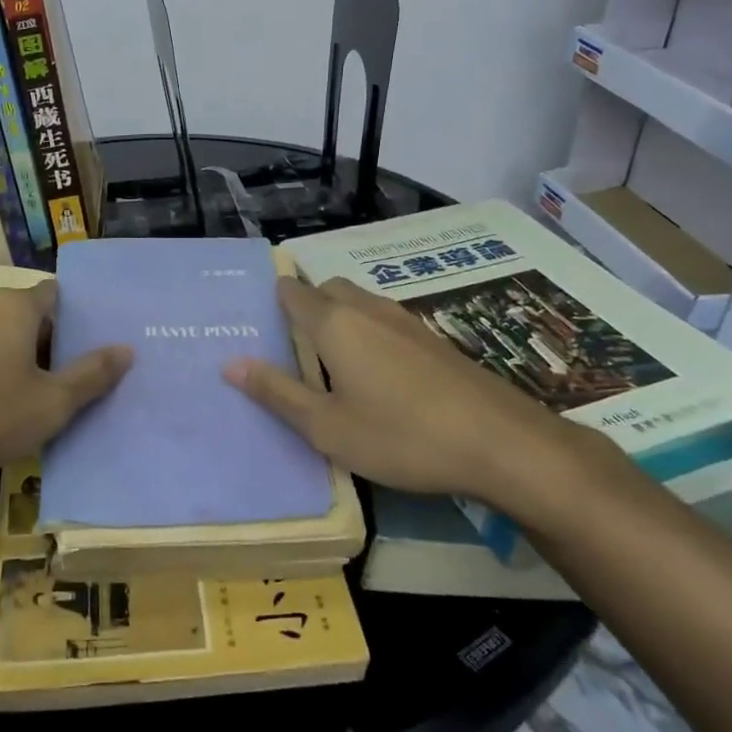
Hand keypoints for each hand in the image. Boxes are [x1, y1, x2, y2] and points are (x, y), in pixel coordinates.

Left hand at [0, 280, 131, 482]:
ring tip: (32, 397)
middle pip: (28, 315)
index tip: (91, 348)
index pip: (57, 294)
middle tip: (69, 380)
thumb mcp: (50, 403)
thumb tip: (126, 349)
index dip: (77, 319)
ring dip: (16, 359)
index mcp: (16, 305)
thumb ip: (92, 375)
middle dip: (49, 343)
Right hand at [223, 277, 578, 510]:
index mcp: (334, 324)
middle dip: (306, 305)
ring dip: (339, 317)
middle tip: (292, 346)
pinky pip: (385, 319)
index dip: (273, 300)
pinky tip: (377, 374)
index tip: (258, 322)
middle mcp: (367, 309)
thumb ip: (277, 393)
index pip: (292, 292)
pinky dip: (368, 331)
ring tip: (331, 361)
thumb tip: (230, 364)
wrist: (501, 442)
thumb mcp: (327, 427)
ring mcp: (405, 320)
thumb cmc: (401, 436)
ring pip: (359, 301)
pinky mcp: (433, 339)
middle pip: (326, 289)